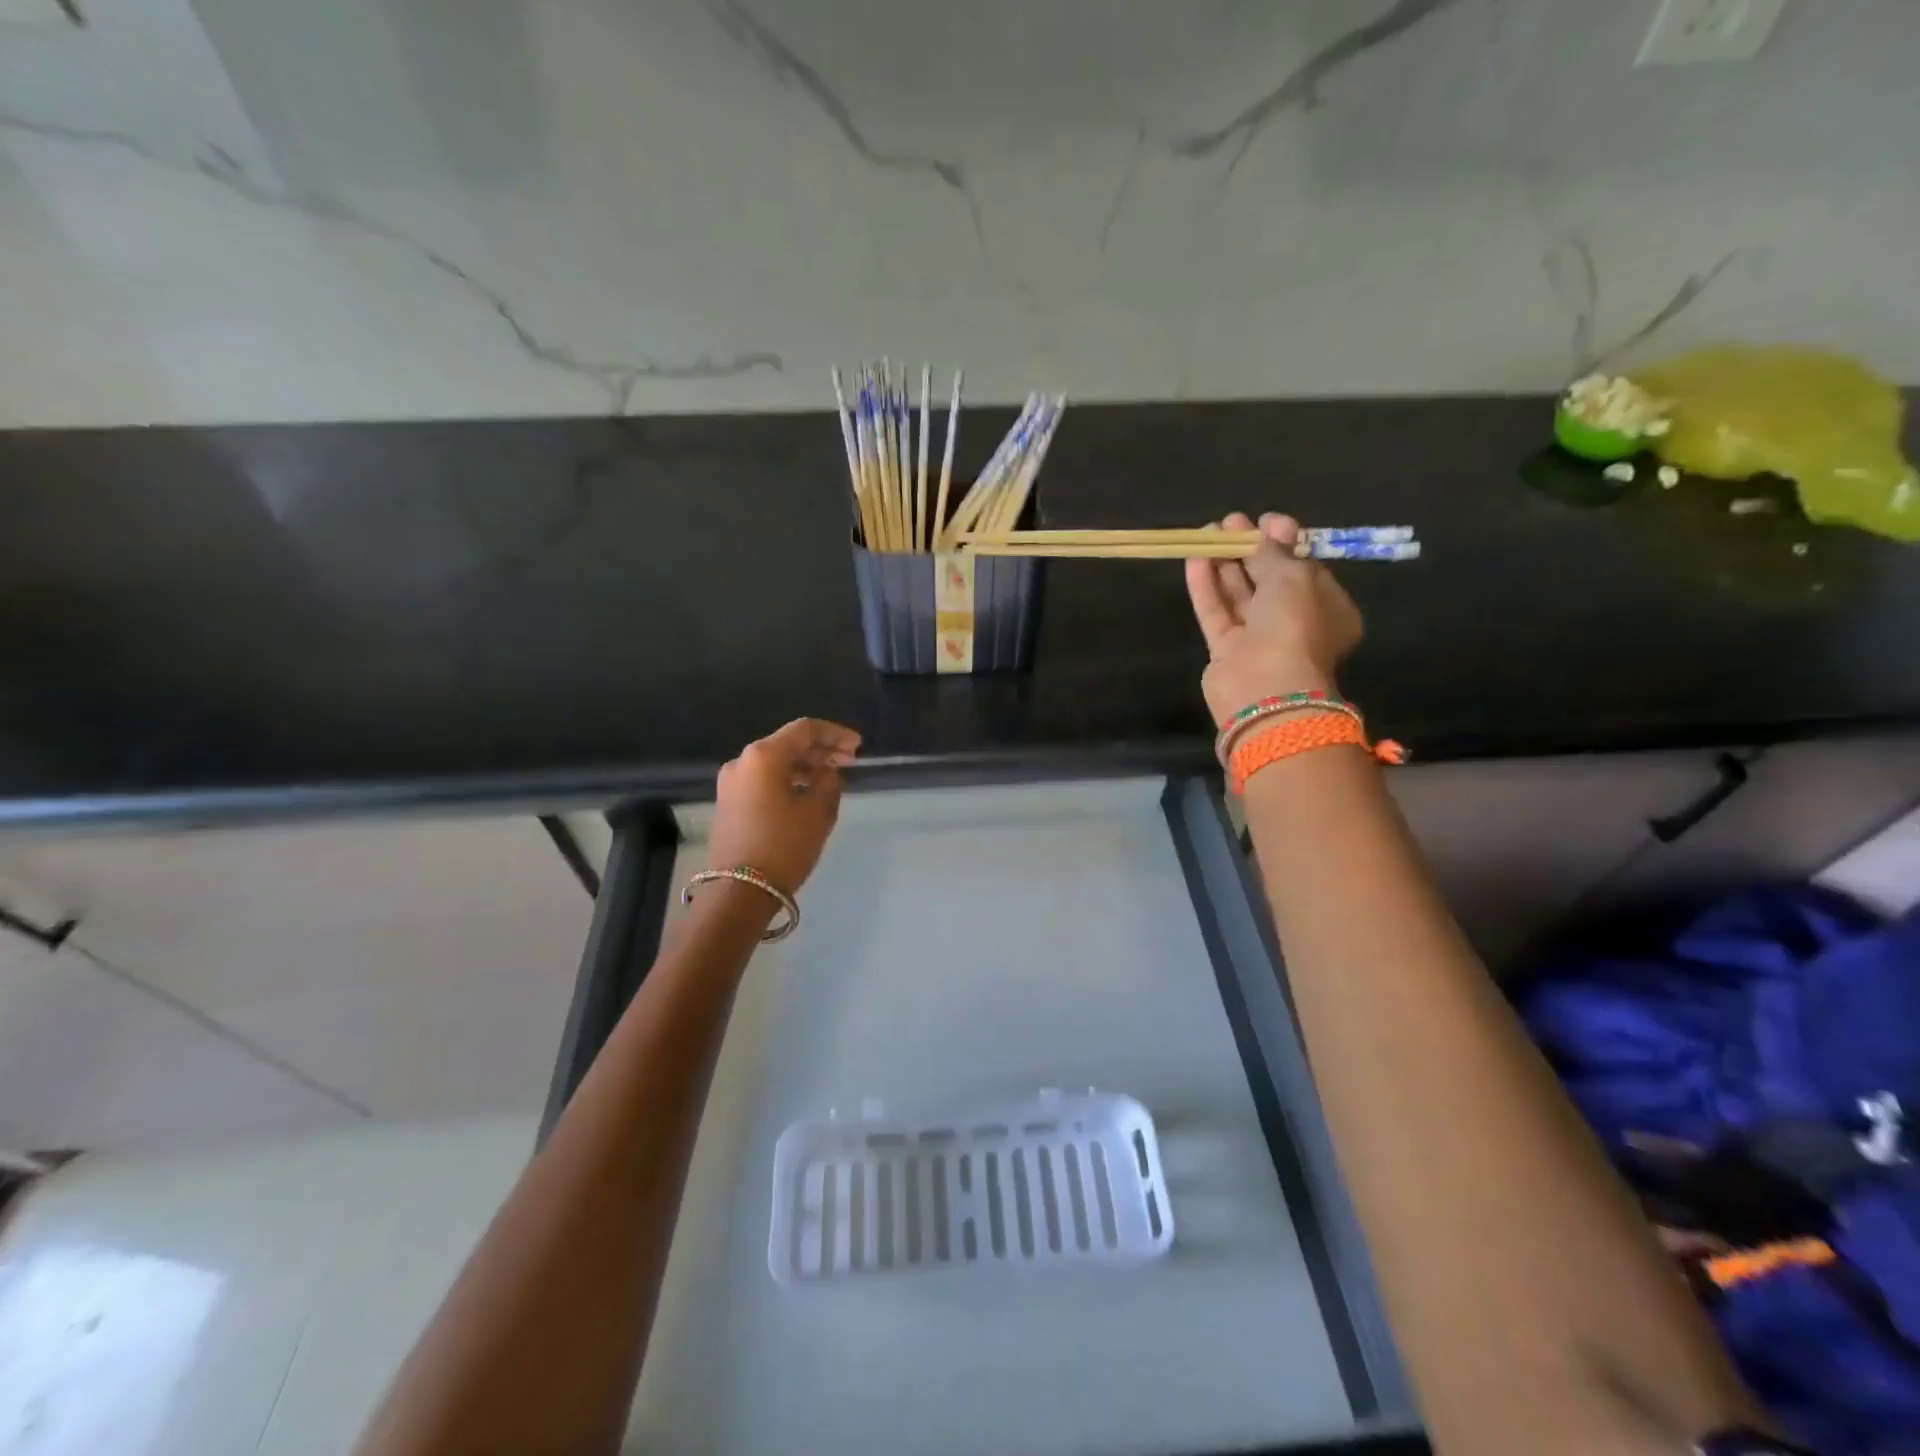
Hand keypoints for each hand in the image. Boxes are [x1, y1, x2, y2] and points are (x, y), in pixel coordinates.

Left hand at [707, 719, 861, 895]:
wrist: (738, 892)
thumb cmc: (783, 846)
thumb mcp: (818, 812)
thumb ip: (829, 782)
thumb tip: (827, 772)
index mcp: (764, 756)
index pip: (805, 729)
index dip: (835, 733)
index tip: (858, 746)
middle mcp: (743, 761)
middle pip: (788, 743)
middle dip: (821, 749)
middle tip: (850, 760)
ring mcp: (732, 782)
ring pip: (775, 762)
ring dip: (805, 765)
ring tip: (832, 777)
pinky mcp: (729, 802)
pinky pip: (764, 779)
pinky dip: (788, 778)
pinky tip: (808, 791)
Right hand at [1185, 512, 1362, 724]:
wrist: (1266, 688)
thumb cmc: (1294, 626)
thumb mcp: (1293, 577)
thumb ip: (1273, 552)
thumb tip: (1263, 532)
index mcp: (1327, 608)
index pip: (1304, 567)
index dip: (1285, 541)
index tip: (1267, 519)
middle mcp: (1294, 623)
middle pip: (1268, 579)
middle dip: (1249, 549)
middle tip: (1230, 522)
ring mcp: (1258, 639)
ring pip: (1239, 595)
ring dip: (1224, 563)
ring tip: (1207, 532)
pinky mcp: (1225, 651)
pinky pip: (1216, 612)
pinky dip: (1206, 586)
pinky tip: (1195, 558)